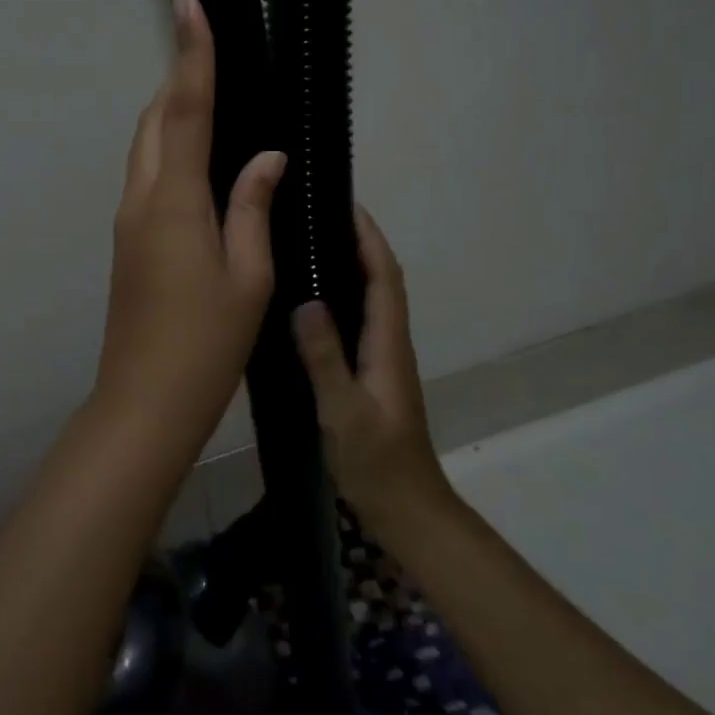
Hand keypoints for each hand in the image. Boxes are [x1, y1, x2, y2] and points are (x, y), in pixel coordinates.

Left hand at [89, 0, 285, 453]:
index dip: (191, 53)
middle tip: (209, 50)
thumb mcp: (249, 275)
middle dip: (178, 78)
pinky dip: (168, 150)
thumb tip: (265, 156)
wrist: (144, 400)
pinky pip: (146, 176)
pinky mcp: (128, 241)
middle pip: (154, 120)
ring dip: (170, 114)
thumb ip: (252, 206)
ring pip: (144, 147)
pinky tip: (198, 161)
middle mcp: (141, 199)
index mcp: (174, 200)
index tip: (188, 2)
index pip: (183, 109)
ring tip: (208, 96)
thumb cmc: (207, 343)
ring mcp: (127, 221)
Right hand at [291, 206, 457, 532]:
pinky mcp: (372, 375)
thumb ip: (325, 358)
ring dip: (354, 265)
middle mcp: (390, 344)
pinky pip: (360, 320)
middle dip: (360, 242)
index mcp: (388, 345)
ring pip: (372, 298)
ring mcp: (383, 360)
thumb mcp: (343, 412)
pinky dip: (344, 296)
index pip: (384, 277)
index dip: (369, 238)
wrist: (408, 509)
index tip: (346, 204)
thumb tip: (306, 301)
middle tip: (321, 215)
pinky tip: (313, 301)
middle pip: (382, 280)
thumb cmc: (377, 463)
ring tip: (314, 243)